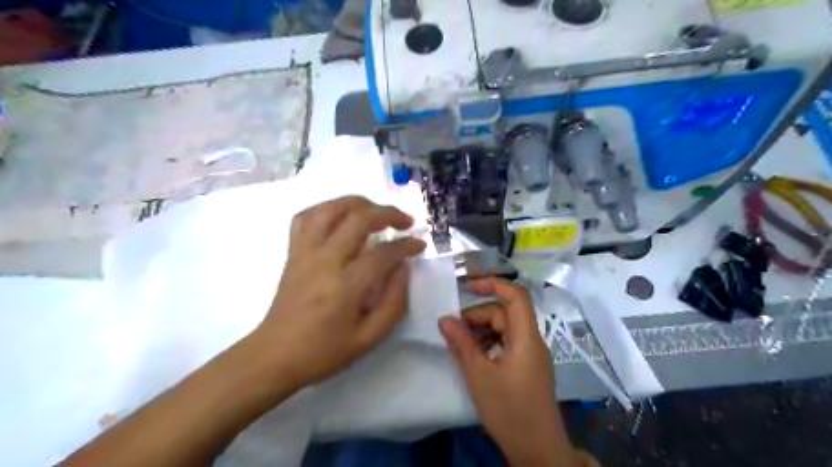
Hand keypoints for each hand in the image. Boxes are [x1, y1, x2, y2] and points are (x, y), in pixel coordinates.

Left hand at [252, 196, 422, 387]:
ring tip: (375, 210)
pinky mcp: (293, 252)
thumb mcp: (369, 338)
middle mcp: (324, 260)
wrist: (275, 356)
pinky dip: (326, 209)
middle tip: (405, 221)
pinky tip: (340, 217)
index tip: (420, 244)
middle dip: (388, 213)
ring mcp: (305, 252)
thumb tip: (403, 267)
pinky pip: (305, 217)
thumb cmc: (324, 351)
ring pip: (330, 209)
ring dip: (357, 203)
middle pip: (358, 219)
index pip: (383, 253)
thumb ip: (394, 302)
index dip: (407, 245)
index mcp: (345, 286)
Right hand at [438, 279, 576, 465]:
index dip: (493, 285)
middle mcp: (532, 341)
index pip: (516, 296)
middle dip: (479, 316)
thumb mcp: (479, 376)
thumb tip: (444, 319)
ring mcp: (531, 355)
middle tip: (453, 329)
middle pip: (506, 314)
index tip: (467, 287)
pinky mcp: (527, 367)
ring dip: (482, 331)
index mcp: (526, 338)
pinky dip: (489, 344)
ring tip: (460, 344)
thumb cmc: (510, 411)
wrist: (539, 451)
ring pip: (505, 329)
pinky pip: (507, 344)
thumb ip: (461, 344)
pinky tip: (474, 356)